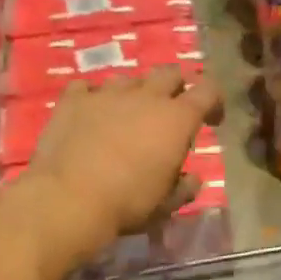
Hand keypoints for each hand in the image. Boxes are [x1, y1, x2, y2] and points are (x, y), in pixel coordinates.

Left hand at [19, 70, 224, 259]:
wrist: (66, 200)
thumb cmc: (127, 203)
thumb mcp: (167, 205)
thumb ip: (185, 188)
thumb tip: (192, 179)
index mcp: (177, 118)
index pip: (208, 90)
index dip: (214, 102)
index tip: (211, 121)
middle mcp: (146, 96)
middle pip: (170, 74)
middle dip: (176, 89)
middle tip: (169, 114)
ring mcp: (107, 93)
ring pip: (129, 79)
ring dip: (135, 94)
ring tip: (127, 116)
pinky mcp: (73, 100)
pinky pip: (88, 88)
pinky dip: (93, 98)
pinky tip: (91, 114)